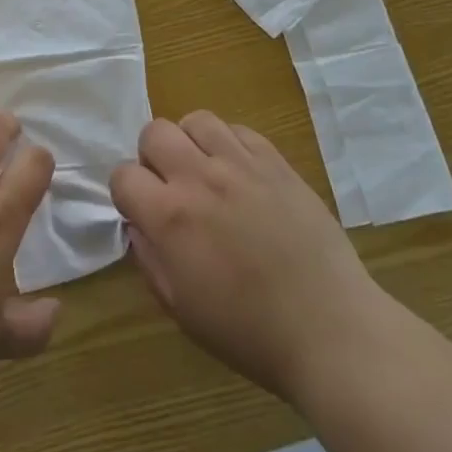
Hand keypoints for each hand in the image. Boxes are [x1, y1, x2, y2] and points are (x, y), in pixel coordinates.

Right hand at [111, 112, 379, 406]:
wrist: (329, 329)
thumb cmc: (248, 331)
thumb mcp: (180, 308)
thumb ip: (149, 258)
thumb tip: (138, 225)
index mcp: (170, 217)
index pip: (123, 175)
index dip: (126, 194)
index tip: (141, 212)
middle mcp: (200, 178)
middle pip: (154, 132)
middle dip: (152, 157)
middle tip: (170, 187)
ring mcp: (241, 164)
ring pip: (197, 120)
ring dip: (190, 142)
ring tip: (204, 171)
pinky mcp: (276, 162)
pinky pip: (239, 130)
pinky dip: (229, 144)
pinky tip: (239, 173)